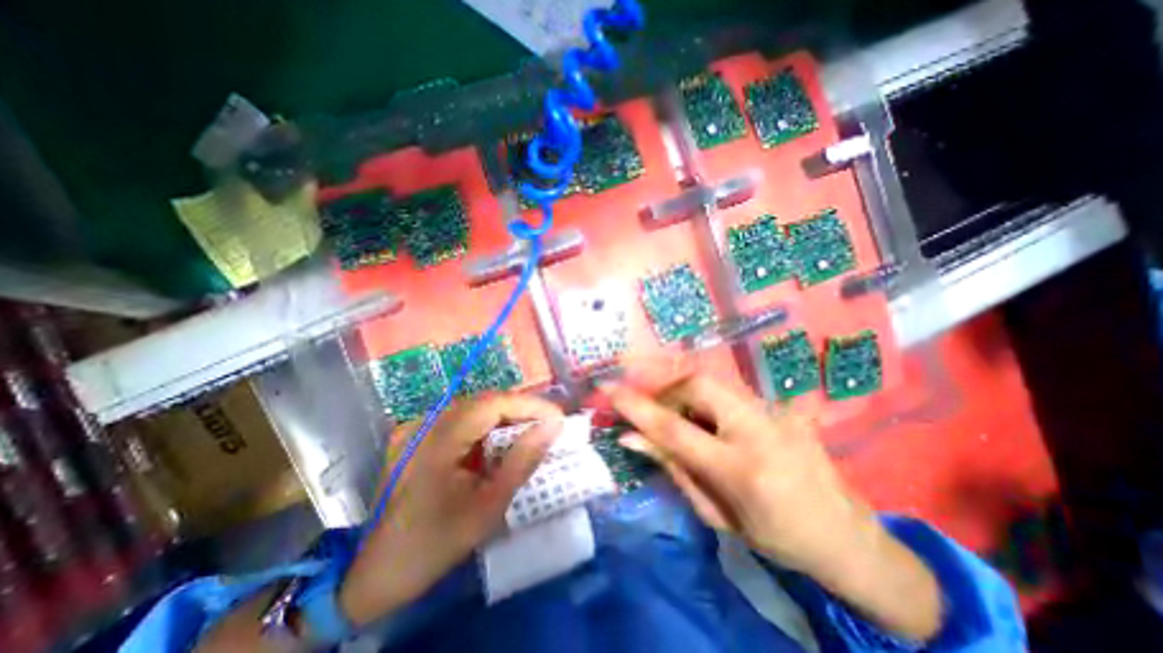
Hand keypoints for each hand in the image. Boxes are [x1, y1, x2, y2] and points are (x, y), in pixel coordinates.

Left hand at [336, 393, 562, 627]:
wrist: (374, 574)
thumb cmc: (435, 543)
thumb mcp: (487, 507)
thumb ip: (522, 461)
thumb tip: (552, 427)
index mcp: (439, 440)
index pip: (494, 403)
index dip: (530, 405)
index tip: (558, 417)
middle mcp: (426, 423)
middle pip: (485, 401)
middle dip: (521, 410)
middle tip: (549, 425)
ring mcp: (418, 427)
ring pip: (474, 408)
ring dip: (506, 417)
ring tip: (531, 432)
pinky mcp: (417, 435)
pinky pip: (461, 420)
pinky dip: (487, 427)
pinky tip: (500, 443)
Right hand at [609, 376, 944, 639]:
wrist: (848, 537)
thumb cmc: (777, 539)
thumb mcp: (717, 514)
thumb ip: (673, 468)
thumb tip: (631, 438)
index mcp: (740, 470)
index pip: (674, 428)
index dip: (636, 406)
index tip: (607, 388)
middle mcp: (758, 430)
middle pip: (696, 384)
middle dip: (665, 389)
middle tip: (653, 407)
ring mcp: (774, 412)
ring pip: (712, 381)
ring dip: (683, 392)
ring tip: (677, 415)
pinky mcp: (779, 405)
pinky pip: (727, 390)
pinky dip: (704, 398)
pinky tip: (706, 420)